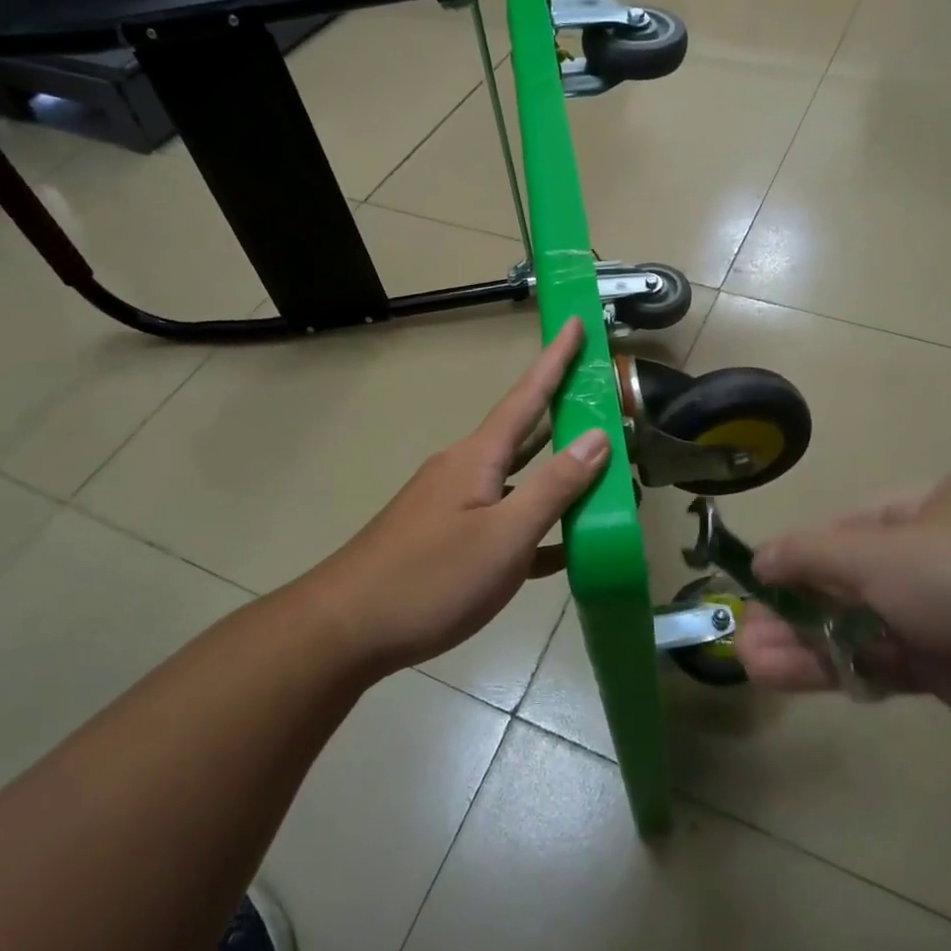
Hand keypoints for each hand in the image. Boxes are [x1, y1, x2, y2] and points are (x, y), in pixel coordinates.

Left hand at [300, 316, 611, 676]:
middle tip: (604, 399)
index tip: (574, 321)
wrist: (346, 629)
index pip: (528, 394)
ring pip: (517, 479)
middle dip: (563, 413)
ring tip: (601, 471)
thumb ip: (554, 486)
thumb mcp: (505, 535)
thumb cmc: (430, 578)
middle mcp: (465, 469)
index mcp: (479, 456)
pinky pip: (503, 519)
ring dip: (556, 473)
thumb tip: (597, 436)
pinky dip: (535, 524)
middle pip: (525, 432)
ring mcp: (454, 505)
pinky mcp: (447, 539)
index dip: (555, 359)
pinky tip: (564, 546)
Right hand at [734, 474, 950, 742]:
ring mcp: (941, 616)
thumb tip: (760, 559)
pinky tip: (786, 677)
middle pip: (845, 582)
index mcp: (922, 510)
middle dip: (792, 606)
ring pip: (856, 627)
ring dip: (803, 642)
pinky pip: (879, 663)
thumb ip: (809, 554)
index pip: (844, 529)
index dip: (797, 554)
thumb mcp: (874, 550)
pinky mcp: (947, 669)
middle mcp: (931, 558)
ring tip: (748, 659)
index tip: (757, 580)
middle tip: (743, 631)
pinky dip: (835, 668)